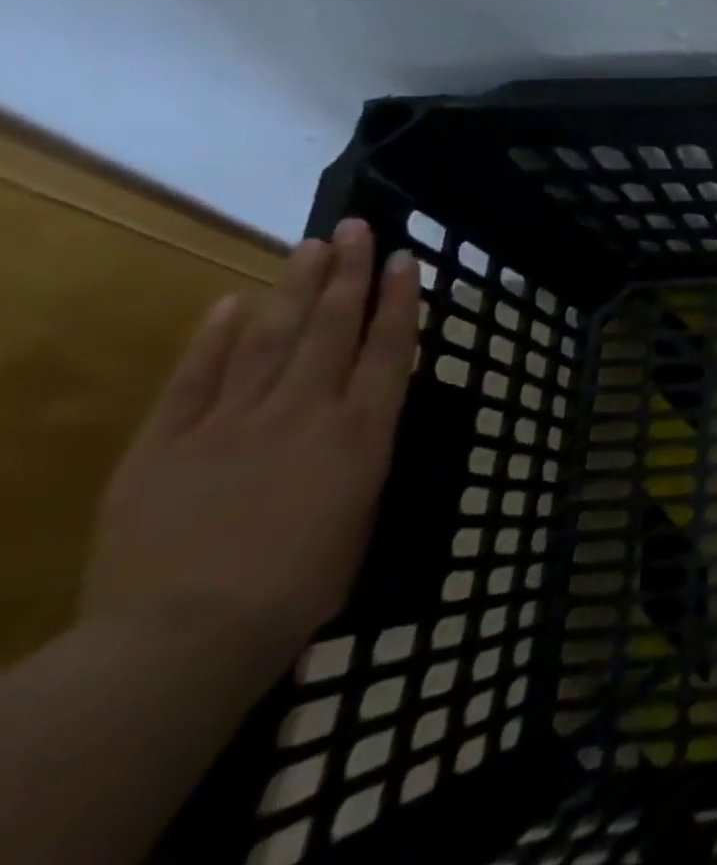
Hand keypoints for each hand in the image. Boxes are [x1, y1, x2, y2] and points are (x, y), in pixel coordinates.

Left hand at [80, 220, 418, 682]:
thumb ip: (361, 455)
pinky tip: (232, 302)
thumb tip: (359, 419)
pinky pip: (195, 378)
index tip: (403, 260)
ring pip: (270, 338)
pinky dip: (214, 337)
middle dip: (347, 274)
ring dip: (293, 288)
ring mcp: (231, 422)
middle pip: (331, 328)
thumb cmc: (301, 584)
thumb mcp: (361, 513)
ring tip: (309, 247)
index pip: (387, 348)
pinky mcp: (165, 444)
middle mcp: (304, 411)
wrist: (184, 637)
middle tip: (354, 227)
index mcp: (360, 432)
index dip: (398, 300)